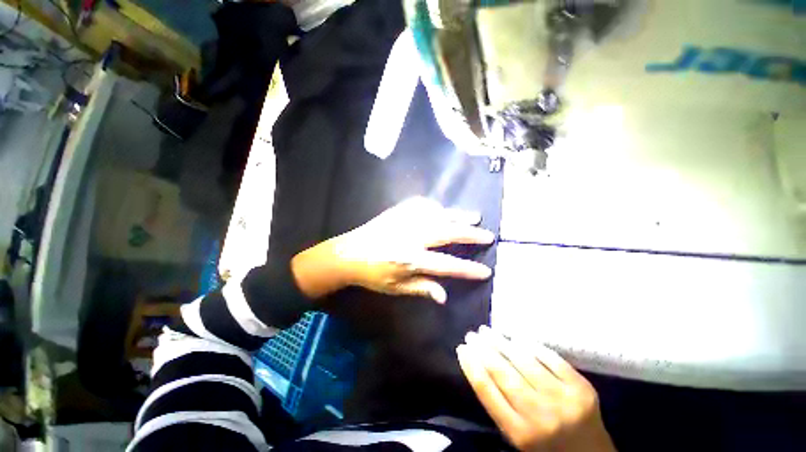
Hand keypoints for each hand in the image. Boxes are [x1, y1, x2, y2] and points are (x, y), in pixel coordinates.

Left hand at [291, 197, 494, 302]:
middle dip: (470, 235)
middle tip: (488, 235)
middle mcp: (411, 237)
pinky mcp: (397, 212)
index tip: (485, 270)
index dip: (467, 269)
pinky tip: (444, 208)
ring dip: (457, 216)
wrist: (347, 253)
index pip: (446, 265)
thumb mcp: (395, 287)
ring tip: (475, 216)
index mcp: (410, 259)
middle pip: (447, 233)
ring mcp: (404, 221)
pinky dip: (436, 206)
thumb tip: (444, 296)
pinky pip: (421, 205)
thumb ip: (421, 288)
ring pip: (437, 215)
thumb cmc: (372, 274)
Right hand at [457, 326, 615, 451]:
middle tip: (471, 334)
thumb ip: (499, 404)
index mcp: (519, 433)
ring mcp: (563, 400)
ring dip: (501, 342)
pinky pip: (551, 359)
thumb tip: (479, 365)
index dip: (471, 366)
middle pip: (503, 374)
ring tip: (488, 331)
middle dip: (483, 349)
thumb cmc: (545, 447)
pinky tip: (517, 337)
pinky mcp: (581, 388)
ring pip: (525, 362)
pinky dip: (532, 345)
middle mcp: (540, 416)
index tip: (461, 348)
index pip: (486, 392)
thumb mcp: (516, 434)